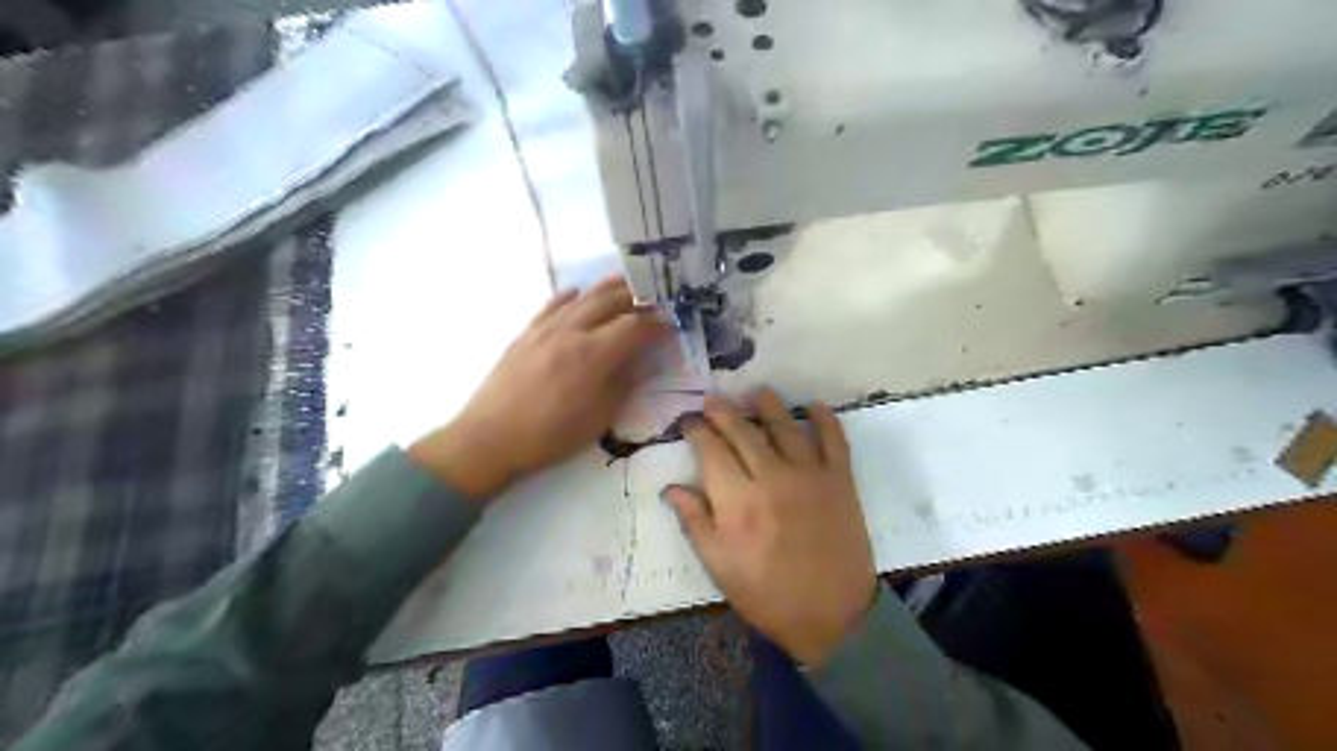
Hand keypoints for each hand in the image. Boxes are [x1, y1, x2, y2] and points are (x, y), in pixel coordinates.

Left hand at [410, 280, 669, 500]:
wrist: (490, 438)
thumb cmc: (550, 436)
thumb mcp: (599, 419)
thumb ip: (623, 384)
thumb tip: (640, 362)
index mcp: (594, 354)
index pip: (635, 327)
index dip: (656, 325)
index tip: (671, 327)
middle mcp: (572, 331)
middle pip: (610, 301)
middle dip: (637, 297)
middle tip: (654, 300)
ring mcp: (545, 328)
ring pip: (583, 297)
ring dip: (608, 288)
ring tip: (625, 283)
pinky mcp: (526, 333)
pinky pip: (552, 305)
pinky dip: (570, 296)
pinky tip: (577, 294)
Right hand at [664, 389, 878, 664]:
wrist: (832, 615)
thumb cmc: (767, 594)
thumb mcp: (719, 566)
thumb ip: (694, 522)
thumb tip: (671, 487)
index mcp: (737, 501)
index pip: (711, 450)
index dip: (697, 431)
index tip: (689, 421)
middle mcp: (772, 477)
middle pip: (743, 431)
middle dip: (724, 411)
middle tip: (713, 399)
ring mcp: (810, 475)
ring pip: (785, 426)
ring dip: (768, 405)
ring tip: (756, 391)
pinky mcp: (840, 480)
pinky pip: (834, 440)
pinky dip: (826, 419)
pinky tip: (815, 405)